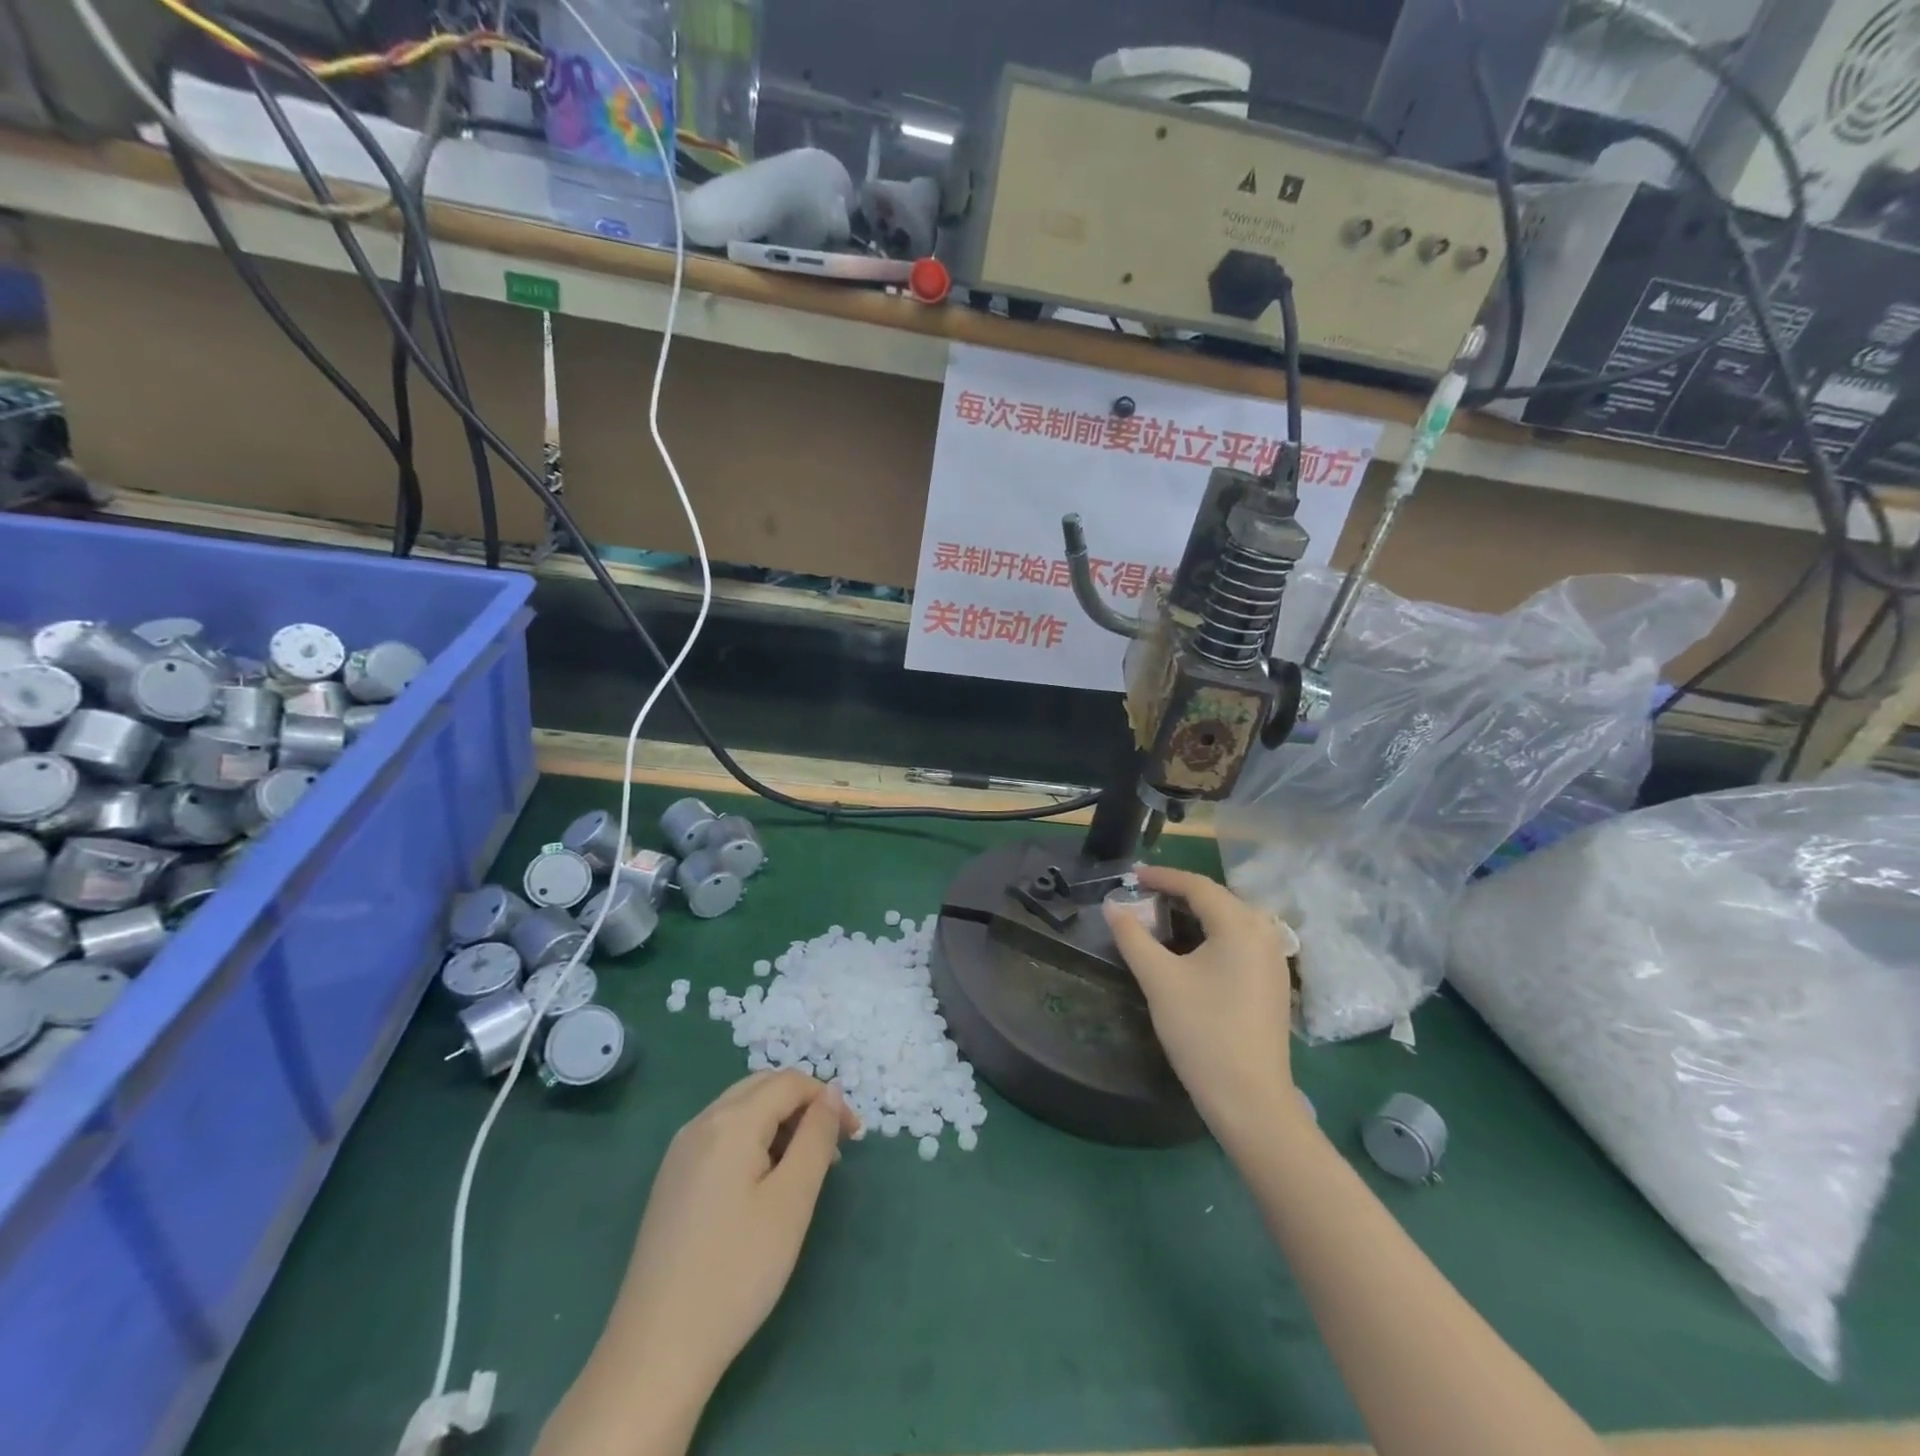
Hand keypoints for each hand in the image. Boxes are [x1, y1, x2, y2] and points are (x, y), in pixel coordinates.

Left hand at [604, 1071, 858, 1399]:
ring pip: (741, 1110)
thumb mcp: (792, 1201)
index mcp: (730, 1121)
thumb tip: (831, 1092)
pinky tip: (764, 1186)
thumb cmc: (737, 1271)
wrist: (656, 1350)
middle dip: (804, 1106)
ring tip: (805, 1171)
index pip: (789, 1082)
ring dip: (780, 1123)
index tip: (854, 1138)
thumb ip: (816, 1137)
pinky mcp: (672, 1180)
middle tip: (833, 1149)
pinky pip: (722, 1136)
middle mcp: (701, 1123)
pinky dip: (753, 1141)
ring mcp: (680, 1152)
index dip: (827, 1100)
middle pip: (763, 1087)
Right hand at [1105, 865, 1301, 1137]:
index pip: (1197, 886)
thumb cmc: (1202, 1031)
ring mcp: (1274, 959)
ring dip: (1197, 913)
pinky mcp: (1274, 982)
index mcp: (1239, 925)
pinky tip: (1192, 948)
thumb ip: (1132, 936)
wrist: (1250, 1099)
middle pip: (1218, 898)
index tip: (1132, 876)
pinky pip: (1241, 941)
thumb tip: (1111, 905)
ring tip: (1162, 916)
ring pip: (1231, 920)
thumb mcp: (1159, 979)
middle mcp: (1264, 933)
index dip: (1162, 877)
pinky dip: (1213, 933)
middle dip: (1179, 892)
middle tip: (1143, 894)